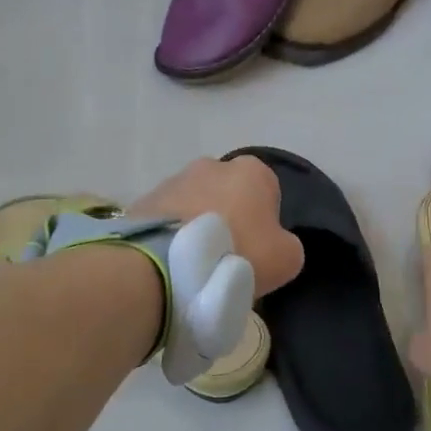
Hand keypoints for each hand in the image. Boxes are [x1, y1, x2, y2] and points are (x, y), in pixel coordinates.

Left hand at [129, 157, 303, 295]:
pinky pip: (165, 220)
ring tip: (195, 263)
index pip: (267, 191)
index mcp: (251, 171)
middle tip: (225, 256)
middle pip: (227, 193)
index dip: (264, 221)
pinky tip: (172, 262)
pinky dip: (170, 236)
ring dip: (195, 225)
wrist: (170, 266)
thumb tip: (274, 244)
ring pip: (192, 203)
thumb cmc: (239, 253)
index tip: (257, 249)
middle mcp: (211, 165)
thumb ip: (286, 243)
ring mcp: (172, 180)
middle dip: (227, 217)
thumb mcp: (287, 258)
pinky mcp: (143, 202)